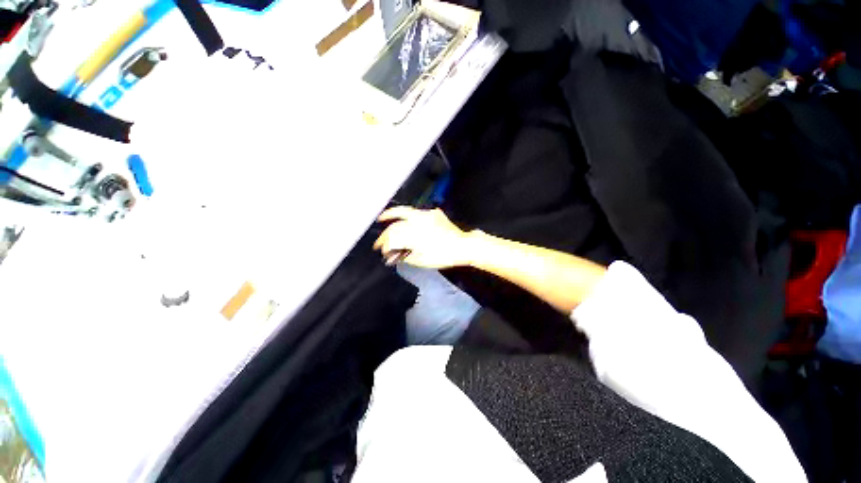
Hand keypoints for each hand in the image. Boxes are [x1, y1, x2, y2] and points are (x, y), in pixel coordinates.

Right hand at [373, 207, 474, 268]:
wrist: (463, 246)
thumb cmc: (445, 256)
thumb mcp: (423, 260)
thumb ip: (405, 255)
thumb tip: (393, 254)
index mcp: (415, 234)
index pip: (394, 237)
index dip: (385, 243)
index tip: (381, 249)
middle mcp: (419, 221)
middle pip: (397, 224)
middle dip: (386, 233)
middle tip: (380, 240)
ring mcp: (427, 215)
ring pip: (405, 211)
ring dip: (393, 214)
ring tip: (384, 217)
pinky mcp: (434, 214)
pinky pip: (417, 212)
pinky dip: (408, 215)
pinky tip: (405, 218)